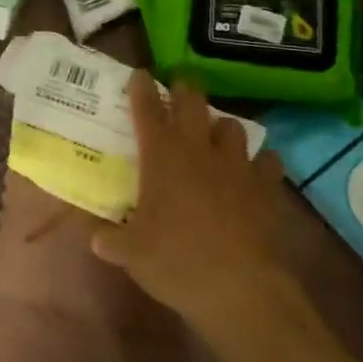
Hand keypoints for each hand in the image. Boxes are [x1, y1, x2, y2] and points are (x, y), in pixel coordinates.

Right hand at [91, 71, 292, 335]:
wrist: (239, 288)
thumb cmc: (176, 262)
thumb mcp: (130, 253)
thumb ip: (110, 239)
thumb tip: (94, 237)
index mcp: (161, 156)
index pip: (147, 109)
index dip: (142, 88)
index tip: (140, 74)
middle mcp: (198, 150)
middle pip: (192, 101)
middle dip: (184, 89)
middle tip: (178, 88)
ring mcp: (236, 165)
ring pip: (232, 125)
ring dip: (221, 126)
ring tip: (215, 134)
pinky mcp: (266, 186)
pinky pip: (268, 160)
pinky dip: (260, 161)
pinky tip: (255, 170)